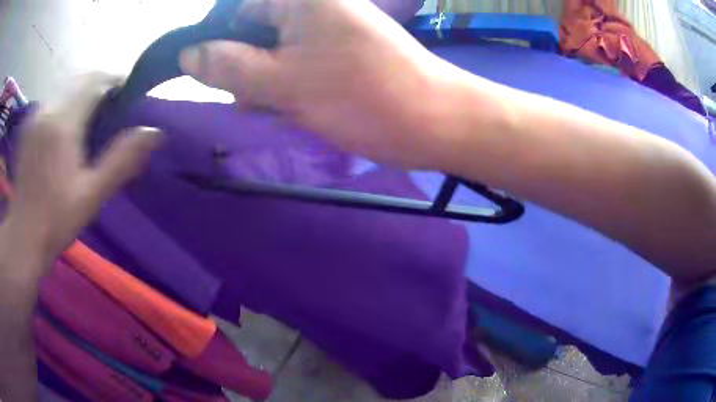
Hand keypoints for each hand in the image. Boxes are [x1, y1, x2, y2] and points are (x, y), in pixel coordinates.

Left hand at [2, 73, 161, 272]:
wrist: (23, 237)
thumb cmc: (55, 220)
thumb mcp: (92, 196)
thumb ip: (122, 161)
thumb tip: (155, 132)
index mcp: (63, 123)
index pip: (95, 81)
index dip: (115, 81)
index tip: (128, 94)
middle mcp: (48, 109)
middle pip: (81, 79)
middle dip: (100, 85)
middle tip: (112, 107)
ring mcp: (36, 115)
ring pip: (66, 87)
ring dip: (83, 93)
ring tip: (91, 118)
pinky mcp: (29, 125)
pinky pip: (53, 100)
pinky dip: (67, 103)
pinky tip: (67, 128)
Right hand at [180, 0, 458, 168]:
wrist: (434, 121)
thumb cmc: (363, 95)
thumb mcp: (284, 81)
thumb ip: (229, 66)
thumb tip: (188, 55)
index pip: (238, 8)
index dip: (216, 39)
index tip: (208, 74)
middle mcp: (314, 6)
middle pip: (253, 30)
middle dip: (240, 65)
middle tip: (246, 98)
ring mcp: (327, 30)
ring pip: (272, 51)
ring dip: (260, 81)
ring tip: (269, 107)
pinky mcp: (337, 54)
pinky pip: (294, 63)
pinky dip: (282, 86)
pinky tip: (282, 108)